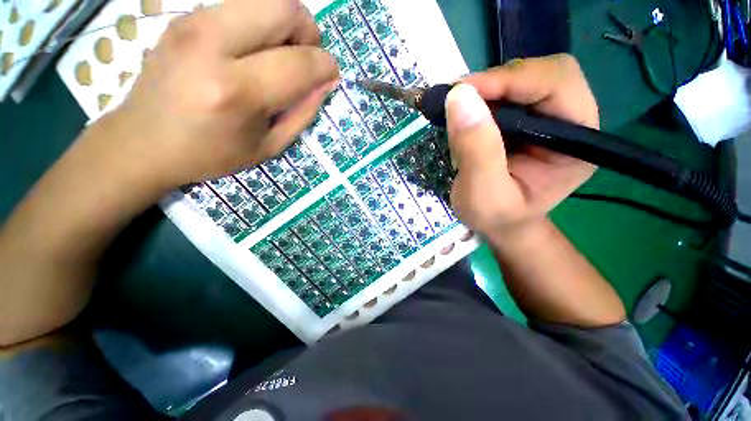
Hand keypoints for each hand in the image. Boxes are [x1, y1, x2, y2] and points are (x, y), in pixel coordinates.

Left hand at [104, 0, 338, 189]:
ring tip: (280, 55)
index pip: (299, 62)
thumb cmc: (212, 153)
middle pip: (284, 7)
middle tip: (305, 59)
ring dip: (285, 24)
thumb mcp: (269, 146)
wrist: (144, 141)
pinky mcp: (185, 17)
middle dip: (308, 31)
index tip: (330, 75)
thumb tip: (325, 82)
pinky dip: (261, 24)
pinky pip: (241, 5)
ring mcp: (193, 23)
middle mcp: (212, 45)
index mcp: (237, 91)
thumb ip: (303, 113)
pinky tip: (254, 51)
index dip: (326, 66)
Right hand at [446, 54, 597, 236]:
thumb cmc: (496, 217)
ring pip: (520, 80)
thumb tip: (458, 97)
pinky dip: (480, 98)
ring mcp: (546, 119)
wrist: (500, 224)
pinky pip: (504, 95)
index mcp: (576, 142)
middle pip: (541, 74)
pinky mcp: (525, 121)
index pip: (557, 84)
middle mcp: (569, 122)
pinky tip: (463, 114)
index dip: (510, 80)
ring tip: (456, 109)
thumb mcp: (483, 194)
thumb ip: (475, 150)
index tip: (462, 91)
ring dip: (485, 89)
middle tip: (456, 98)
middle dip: (496, 82)